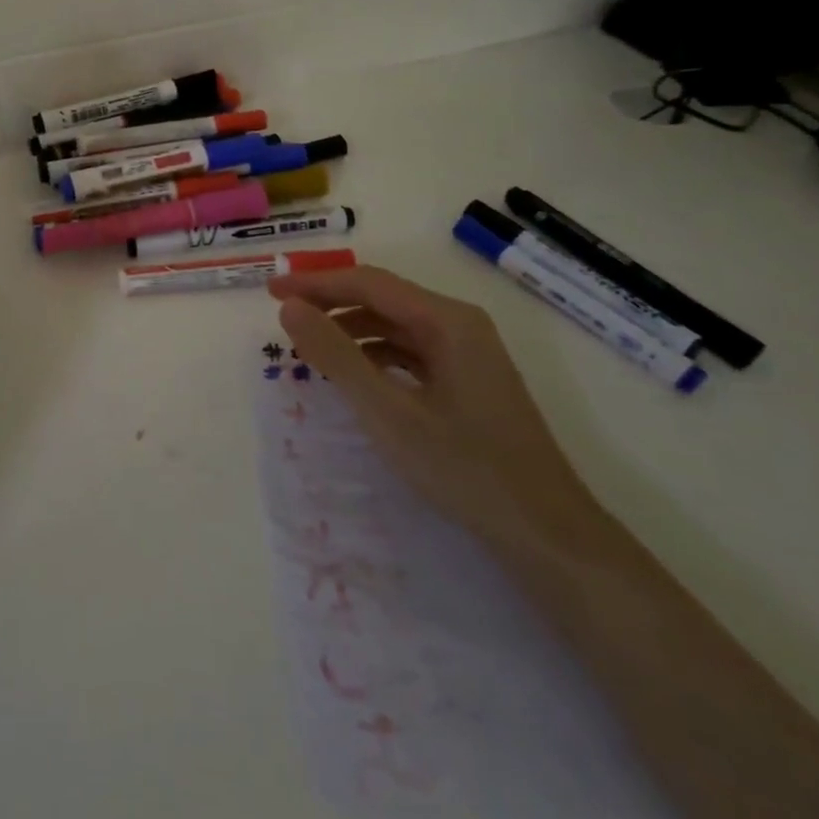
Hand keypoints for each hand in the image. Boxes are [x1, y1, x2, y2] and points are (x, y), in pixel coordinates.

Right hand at [269, 265, 600, 557]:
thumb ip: (335, 355)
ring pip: (395, 326)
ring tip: (309, 348)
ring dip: (350, 330)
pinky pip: (410, 351)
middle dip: (330, 303)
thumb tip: (289, 308)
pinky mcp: (468, 382)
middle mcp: (460, 325)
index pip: (368, 283)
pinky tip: (353, 375)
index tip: (271, 293)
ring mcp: (468, 354)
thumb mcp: (387, 412)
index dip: (315, 283)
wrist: (547, 536)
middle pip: (382, 298)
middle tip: (284, 317)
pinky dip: (374, 355)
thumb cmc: (465, 468)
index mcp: (447, 320)